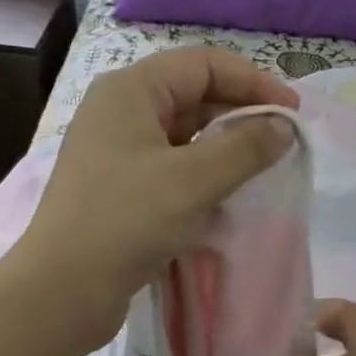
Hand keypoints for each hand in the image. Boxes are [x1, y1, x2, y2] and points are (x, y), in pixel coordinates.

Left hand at [12, 46, 298, 348]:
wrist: (62, 291)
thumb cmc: (126, 222)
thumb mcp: (193, 180)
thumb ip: (245, 148)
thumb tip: (283, 128)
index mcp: (131, 91)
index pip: (203, 65)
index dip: (253, 81)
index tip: (292, 114)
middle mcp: (121, 111)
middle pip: (194, 95)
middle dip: (241, 113)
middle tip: (283, 142)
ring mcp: (118, 151)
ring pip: (185, 133)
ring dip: (225, 145)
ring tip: (263, 168)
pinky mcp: (121, 187)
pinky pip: (173, 165)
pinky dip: (204, 172)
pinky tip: (228, 194)